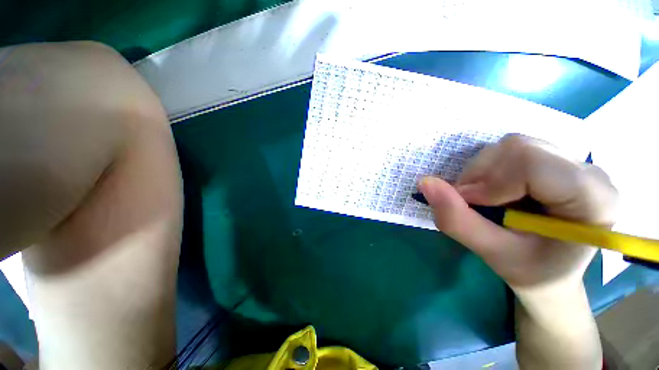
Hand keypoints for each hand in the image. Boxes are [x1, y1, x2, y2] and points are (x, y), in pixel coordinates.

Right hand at [419, 134, 616, 291]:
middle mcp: (589, 172)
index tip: (473, 205)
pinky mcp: (557, 160)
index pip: (531, 160)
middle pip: (518, 147)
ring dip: (483, 173)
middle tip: (475, 204)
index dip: (489, 180)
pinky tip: (496, 191)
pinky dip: (489, 170)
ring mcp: (574, 162)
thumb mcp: (491, 253)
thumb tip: (425, 183)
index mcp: (592, 199)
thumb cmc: (531, 270)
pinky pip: (512, 150)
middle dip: (482, 176)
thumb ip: (456, 219)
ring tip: (486, 200)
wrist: (551, 271)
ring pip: (511, 146)